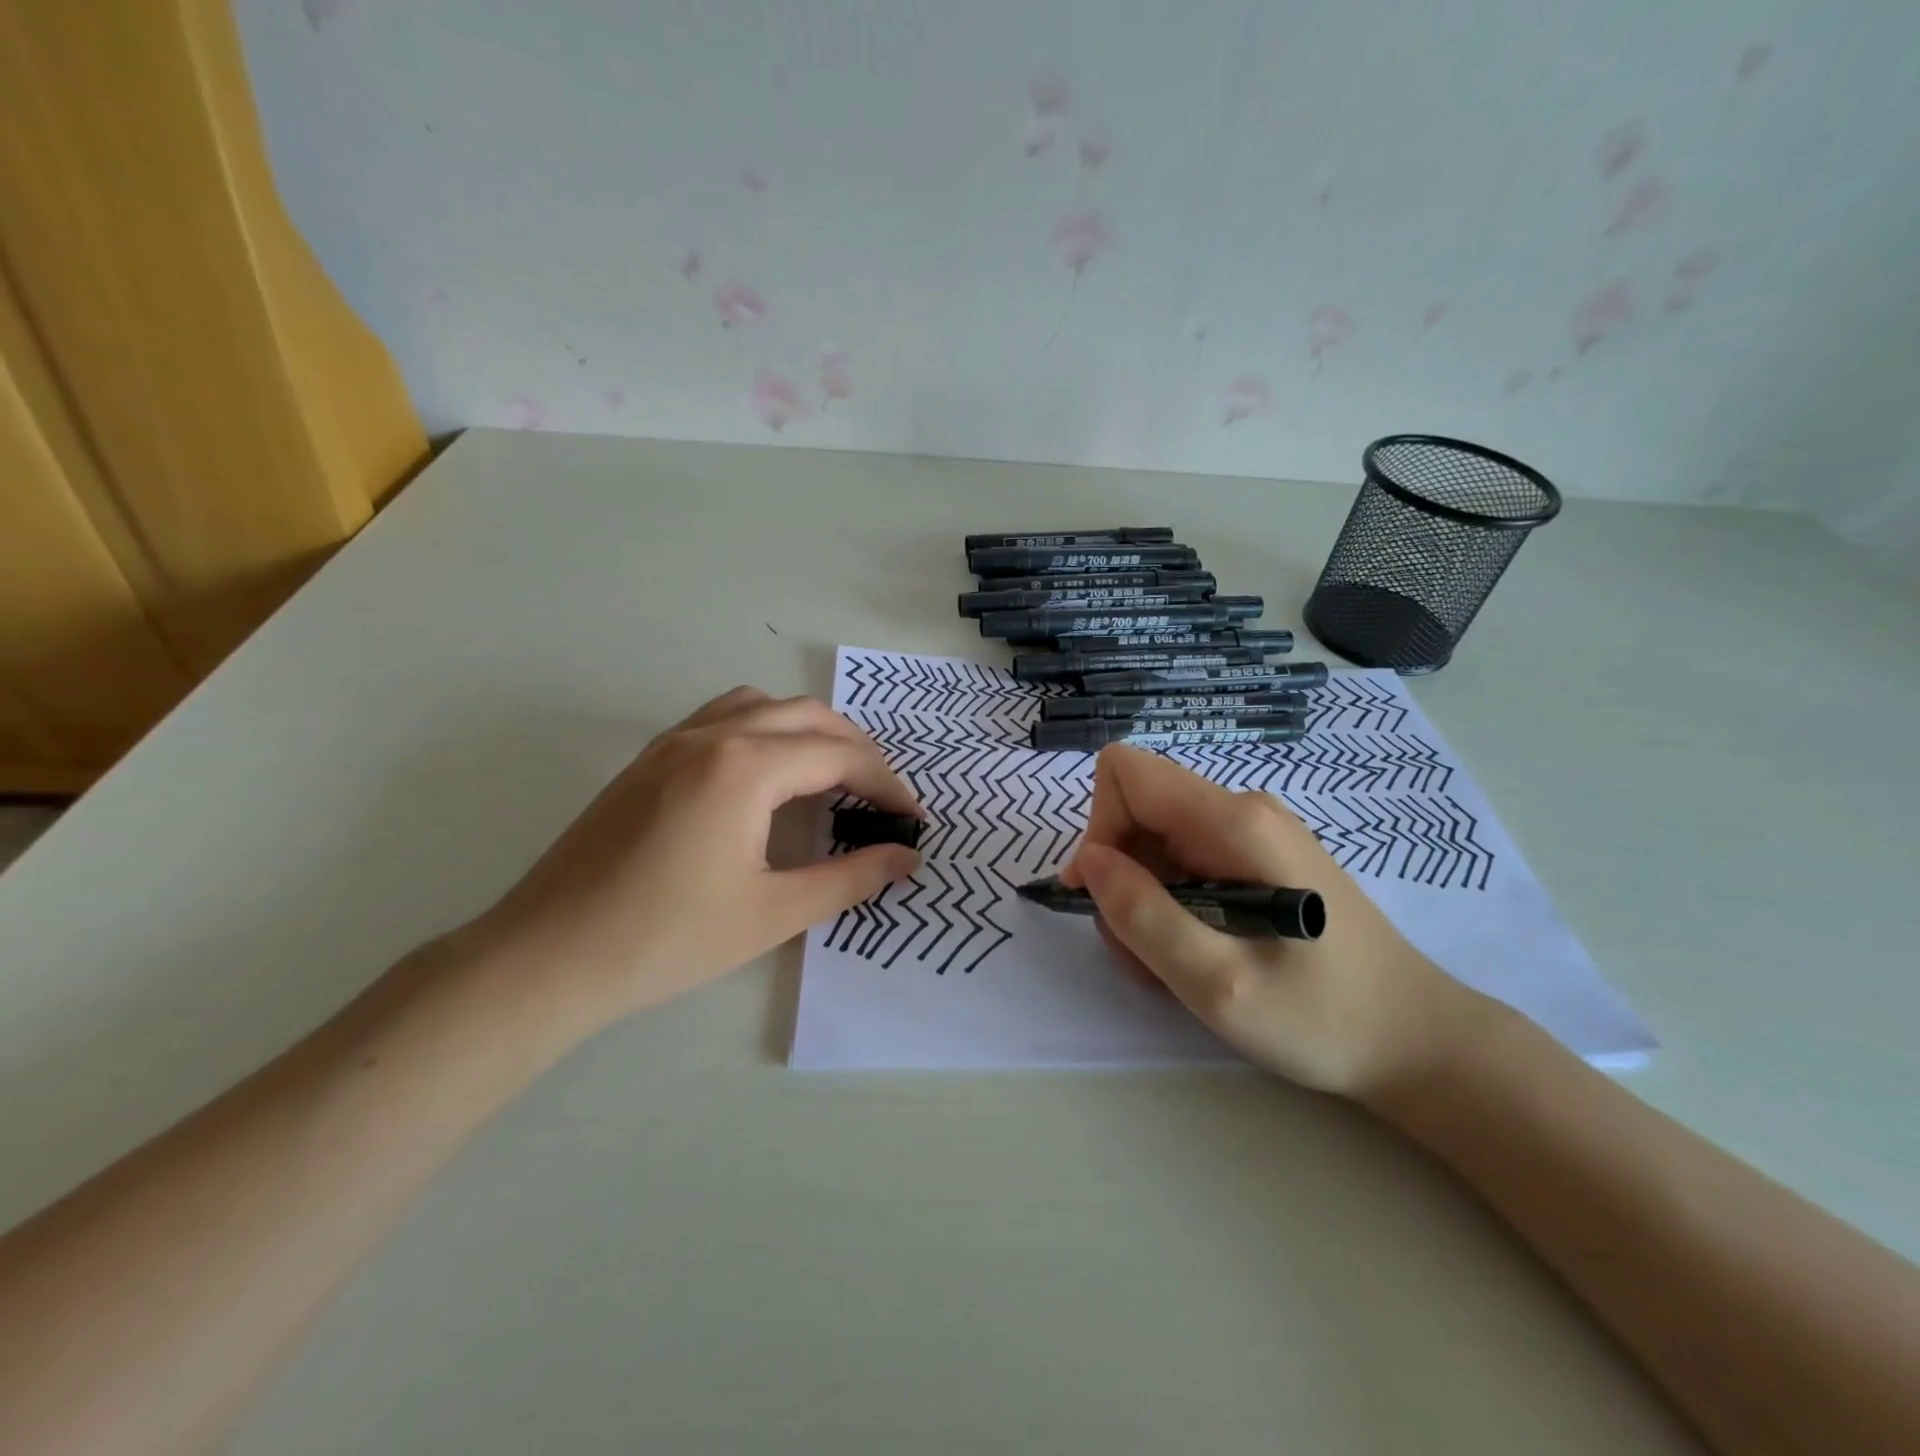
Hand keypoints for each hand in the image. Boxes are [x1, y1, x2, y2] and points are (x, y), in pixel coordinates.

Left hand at [466, 687, 921, 1034]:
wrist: (548, 957)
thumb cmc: (667, 939)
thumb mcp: (773, 913)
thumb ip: (849, 878)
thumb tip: (906, 858)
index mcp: (745, 768)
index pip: (838, 756)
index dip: (886, 784)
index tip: (912, 818)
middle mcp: (712, 736)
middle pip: (807, 716)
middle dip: (856, 750)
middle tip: (881, 797)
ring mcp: (673, 742)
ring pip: (762, 705)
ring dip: (808, 731)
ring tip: (830, 776)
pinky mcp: (648, 759)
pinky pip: (722, 718)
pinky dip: (764, 730)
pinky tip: (765, 778)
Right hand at [1062, 744, 1492, 1099]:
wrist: (1415, 1041)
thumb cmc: (1323, 1019)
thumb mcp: (1219, 984)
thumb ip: (1145, 917)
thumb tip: (1091, 862)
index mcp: (1235, 822)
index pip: (1126, 773)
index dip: (1099, 828)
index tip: (1105, 896)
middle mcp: (1241, 809)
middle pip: (1136, 808)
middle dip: (1120, 876)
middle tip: (1143, 949)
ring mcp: (1252, 831)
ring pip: (1154, 839)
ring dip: (1143, 898)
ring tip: (1174, 961)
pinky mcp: (1257, 856)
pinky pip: (1182, 859)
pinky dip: (1169, 902)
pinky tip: (1197, 950)